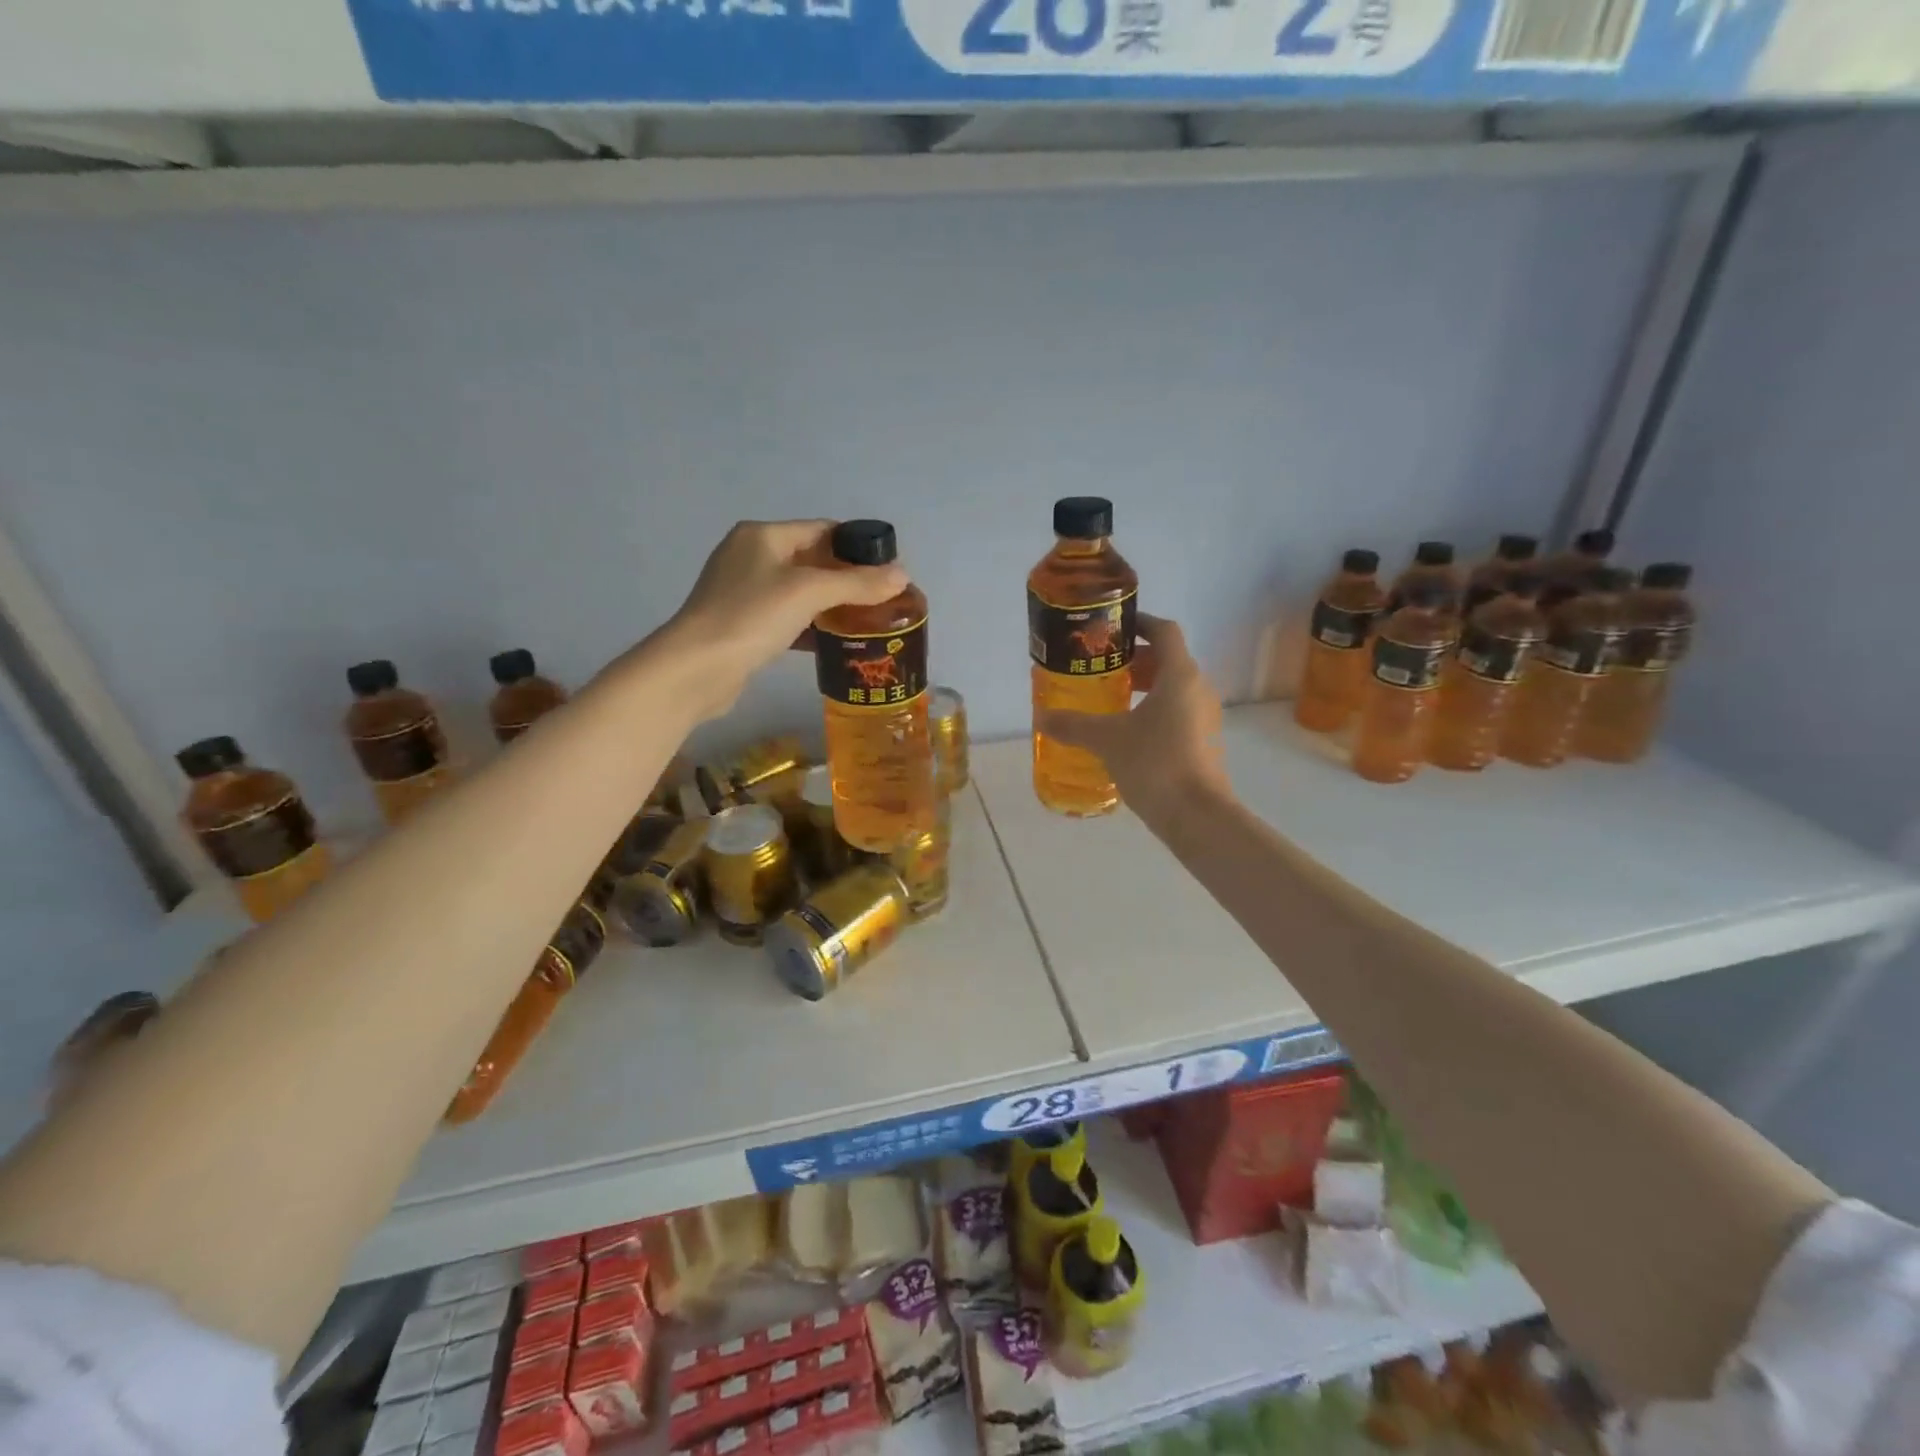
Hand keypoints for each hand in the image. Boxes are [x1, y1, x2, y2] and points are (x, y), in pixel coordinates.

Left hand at [654, 520, 907, 720]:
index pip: (823, 530)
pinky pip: (787, 617)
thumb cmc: (752, 616)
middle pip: (812, 560)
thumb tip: (903, 575)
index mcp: (763, 535)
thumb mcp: (810, 592)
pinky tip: (836, 642)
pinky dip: (811, 626)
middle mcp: (751, 556)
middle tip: (883, 599)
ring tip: (868, 621)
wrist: (697, 668)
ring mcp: (743, 591)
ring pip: (800, 592)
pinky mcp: (742, 624)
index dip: (858, 546)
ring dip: (831, 605)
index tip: (890, 569)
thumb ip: (857, 583)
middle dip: (848, 579)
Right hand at [1037, 614, 1229, 833]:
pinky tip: (1127, 732)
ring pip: (1173, 688)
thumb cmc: (1155, 763)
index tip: (1113, 627)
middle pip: (1168, 659)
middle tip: (1101, 666)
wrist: (1197, 815)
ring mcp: (1204, 716)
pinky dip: (1153, 710)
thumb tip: (1040, 717)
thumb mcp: (1107, 740)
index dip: (1140, 622)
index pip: (1164, 631)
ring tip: (1109, 698)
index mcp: (1179, 675)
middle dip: (1135, 659)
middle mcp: (1197, 689)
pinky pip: (1177, 711)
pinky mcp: (1204, 741)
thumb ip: (1073, 725)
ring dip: (1144, 686)